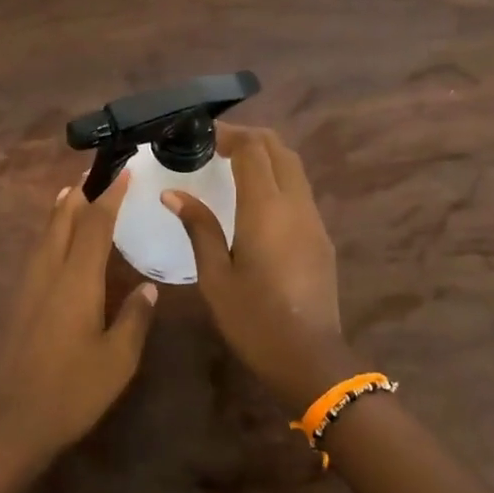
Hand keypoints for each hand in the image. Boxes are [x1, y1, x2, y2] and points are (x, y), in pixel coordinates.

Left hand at [0, 174, 157, 473]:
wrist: (8, 425)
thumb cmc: (71, 393)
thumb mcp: (118, 361)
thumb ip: (134, 319)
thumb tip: (148, 287)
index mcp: (76, 280)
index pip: (95, 224)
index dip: (110, 196)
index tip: (124, 172)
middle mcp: (47, 273)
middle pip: (61, 220)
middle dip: (79, 193)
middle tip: (95, 173)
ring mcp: (25, 288)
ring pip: (43, 235)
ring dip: (60, 211)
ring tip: (73, 195)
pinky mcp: (13, 304)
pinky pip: (35, 254)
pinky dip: (49, 235)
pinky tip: (54, 244)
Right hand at [163, 126, 348, 410]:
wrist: (309, 357)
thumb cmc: (253, 319)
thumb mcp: (215, 276)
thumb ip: (198, 227)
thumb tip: (173, 193)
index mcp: (266, 209)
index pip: (253, 150)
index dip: (229, 134)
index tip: (202, 135)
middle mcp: (295, 204)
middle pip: (278, 149)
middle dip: (249, 137)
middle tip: (215, 145)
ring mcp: (313, 218)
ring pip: (294, 166)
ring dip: (266, 155)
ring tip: (233, 163)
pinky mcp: (321, 235)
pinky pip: (300, 189)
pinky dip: (277, 176)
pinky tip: (255, 195)